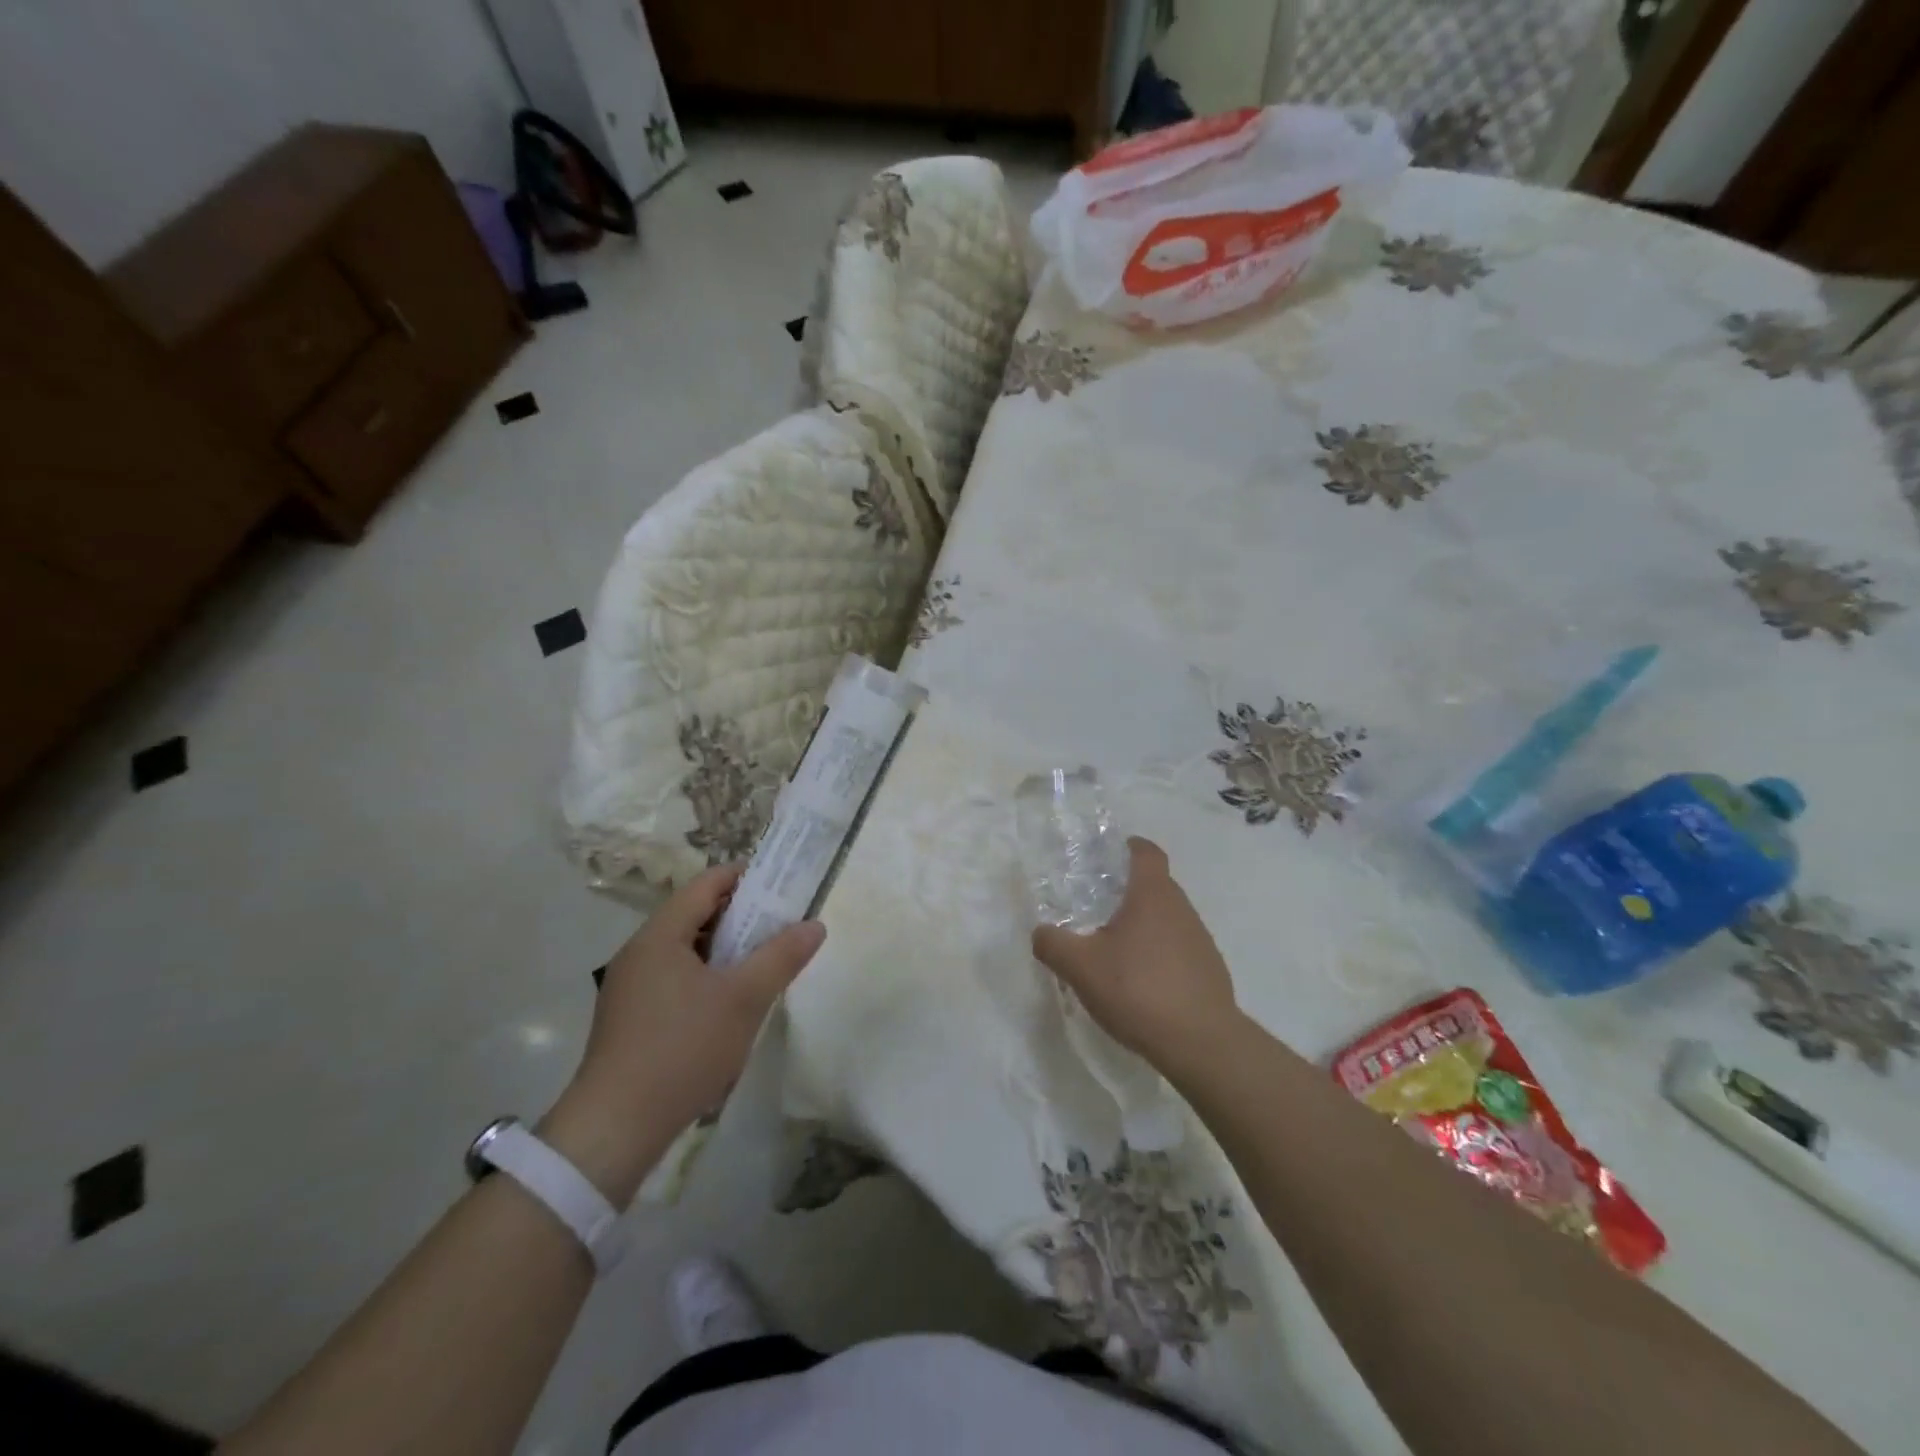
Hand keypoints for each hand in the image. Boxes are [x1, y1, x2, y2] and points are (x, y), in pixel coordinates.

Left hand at [545, 865, 824, 1202]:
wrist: (616, 1128)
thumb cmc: (683, 1049)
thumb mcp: (744, 999)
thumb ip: (781, 956)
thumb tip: (814, 924)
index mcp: (660, 935)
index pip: (706, 884)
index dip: (745, 878)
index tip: (781, 886)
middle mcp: (639, 952)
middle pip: (695, 916)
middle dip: (740, 918)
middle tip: (779, 929)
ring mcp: (629, 987)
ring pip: (685, 951)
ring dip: (723, 952)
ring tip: (759, 968)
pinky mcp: (628, 1019)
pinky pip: (673, 980)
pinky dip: (704, 979)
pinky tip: (726, 1008)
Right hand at [1031, 837, 1240, 1077]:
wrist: (1201, 1043)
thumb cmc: (1138, 989)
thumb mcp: (1080, 967)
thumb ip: (1053, 944)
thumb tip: (1041, 932)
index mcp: (1152, 895)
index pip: (1146, 852)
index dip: (1129, 847)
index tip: (1109, 855)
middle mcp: (1182, 908)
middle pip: (1156, 885)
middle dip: (1128, 892)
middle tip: (1097, 908)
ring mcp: (1200, 940)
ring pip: (1167, 918)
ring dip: (1144, 926)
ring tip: (1115, 951)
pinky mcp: (1209, 970)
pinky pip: (1178, 948)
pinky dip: (1159, 954)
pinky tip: (1141, 983)